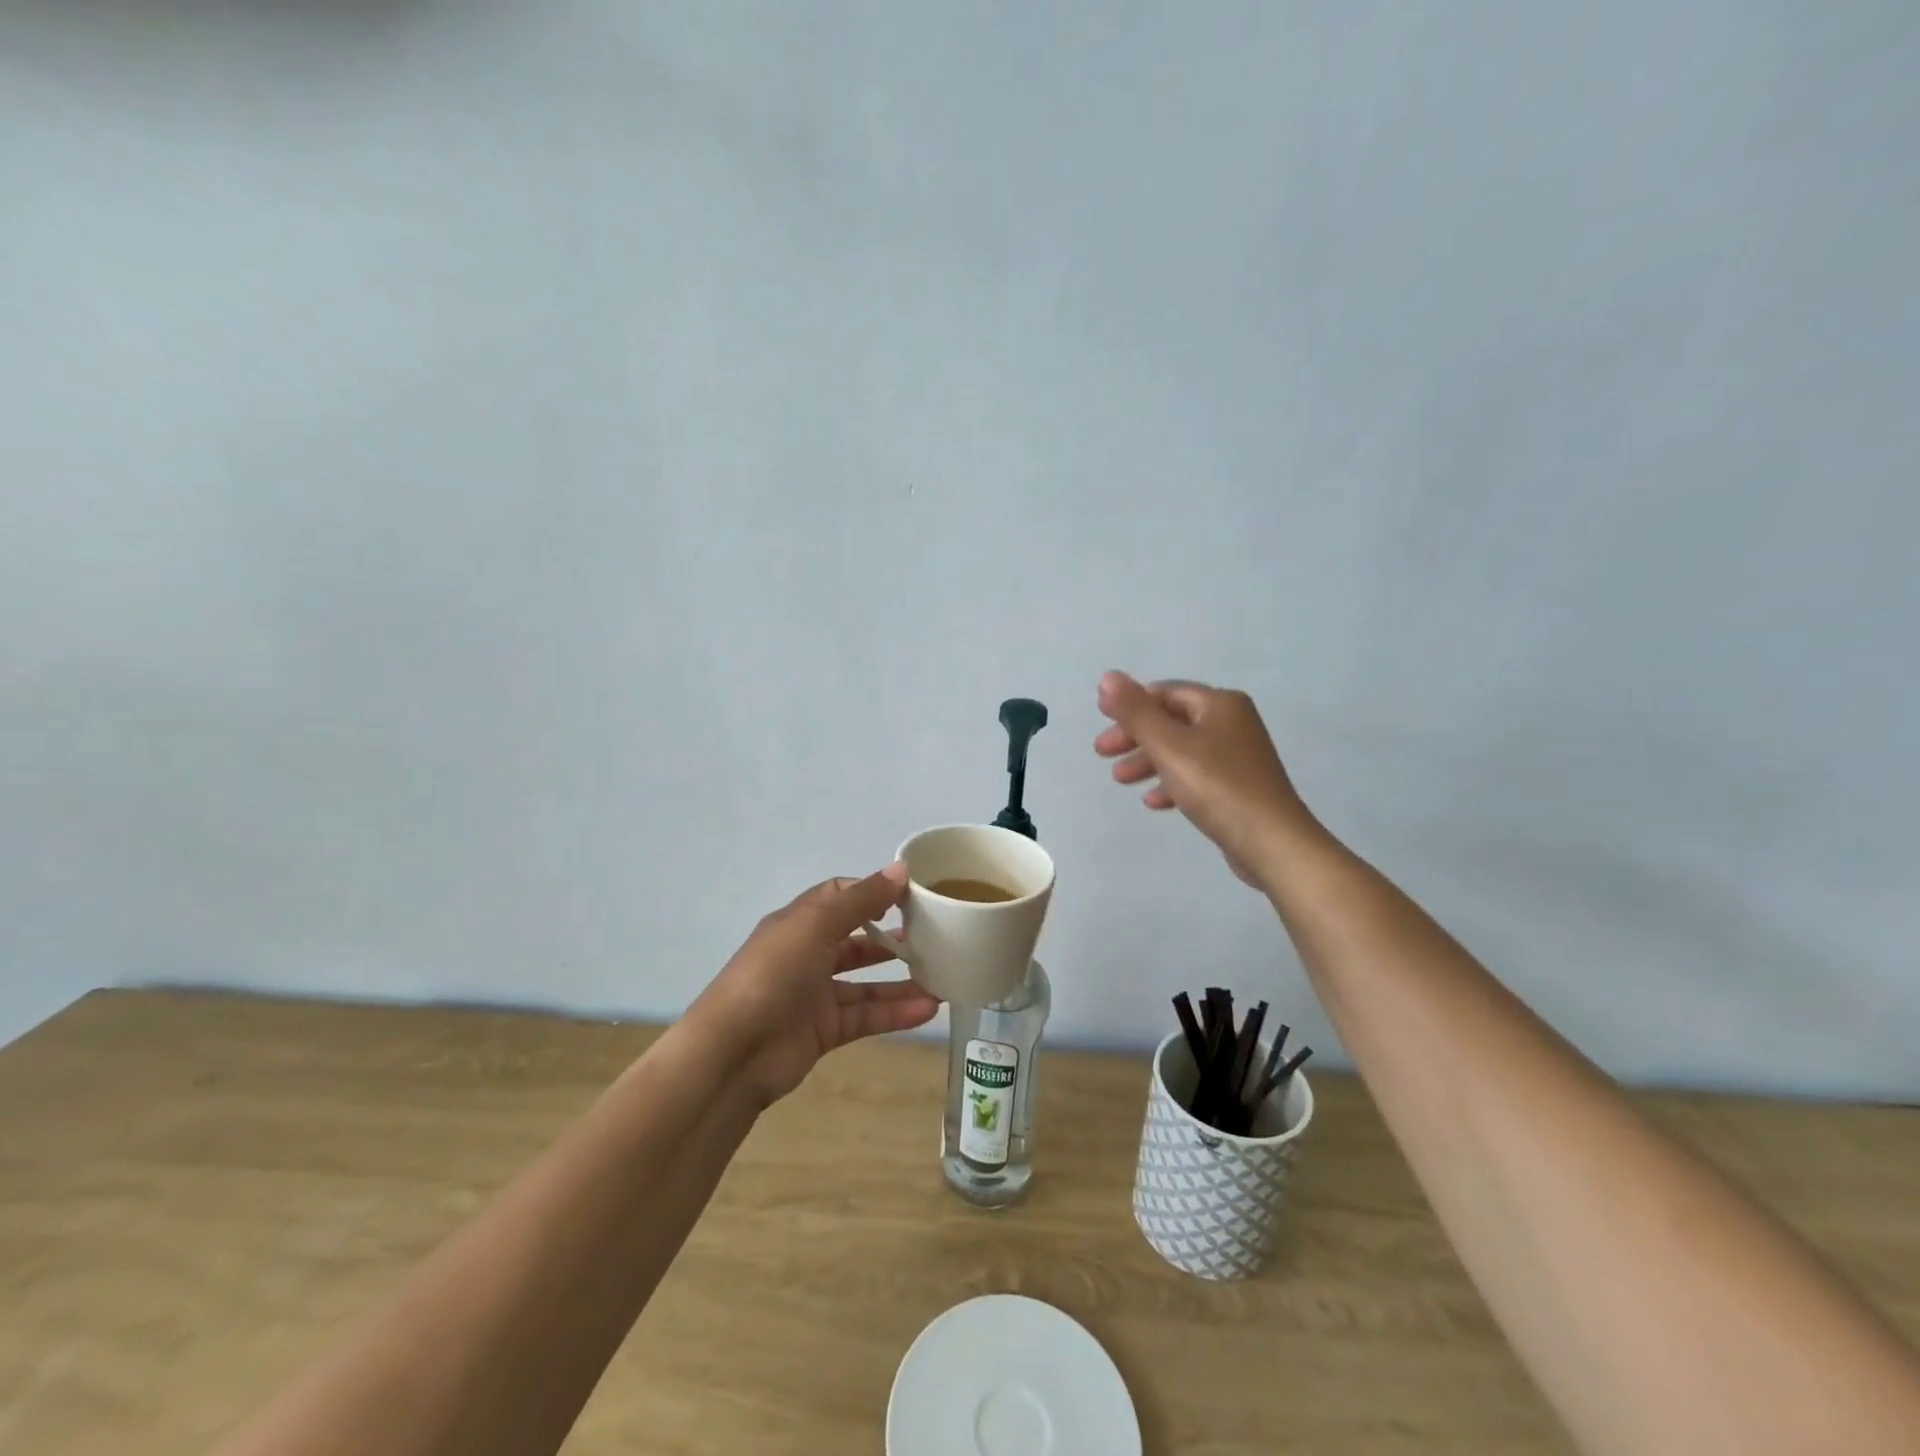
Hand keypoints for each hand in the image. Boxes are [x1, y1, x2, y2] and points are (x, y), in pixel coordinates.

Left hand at [689, 865, 940, 1106]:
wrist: (734, 1052)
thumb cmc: (774, 974)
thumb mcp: (817, 925)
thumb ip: (861, 900)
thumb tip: (901, 869)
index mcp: (799, 922)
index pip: (839, 897)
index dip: (872, 892)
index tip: (910, 895)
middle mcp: (807, 954)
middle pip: (856, 940)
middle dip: (891, 937)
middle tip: (934, 936)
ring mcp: (815, 995)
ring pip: (865, 983)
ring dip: (901, 980)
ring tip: (942, 976)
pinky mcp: (824, 1031)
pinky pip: (866, 1016)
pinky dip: (895, 1012)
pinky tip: (928, 1008)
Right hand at [1094, 671, 1316, 887]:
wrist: (1272, 842)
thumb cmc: (1217, 786)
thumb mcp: (1168, 745)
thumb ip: (1135, 712)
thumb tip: (1107, 677)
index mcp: (1220, 704)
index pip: (1165, 693)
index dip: (1130, 704)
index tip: (1101, 723)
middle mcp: (1233, 722)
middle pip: (1172, 721)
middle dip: (1135, 736)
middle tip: (1102, 754)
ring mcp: (1238, 755)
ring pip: (1182, 749)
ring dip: (1148, 760)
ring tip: (1120, 779)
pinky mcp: (1239, 786)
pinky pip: (1197, 775)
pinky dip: (1171, 782)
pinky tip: (1153, 802)